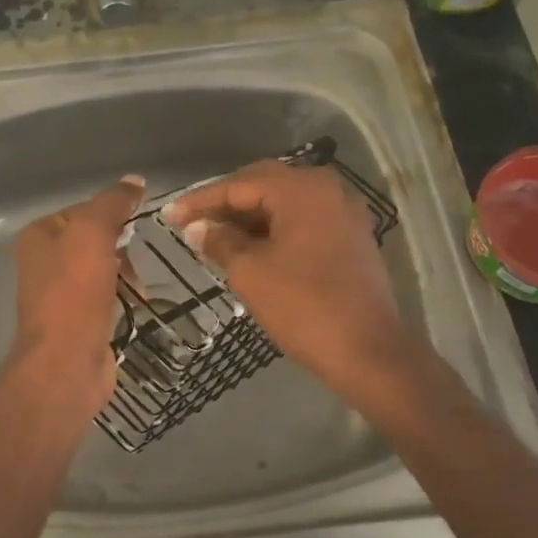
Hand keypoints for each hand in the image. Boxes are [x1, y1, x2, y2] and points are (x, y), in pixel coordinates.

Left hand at [11, 176, 145, 415]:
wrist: (67, 362)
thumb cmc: (75, 292)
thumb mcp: (93, 233)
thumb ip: (112, 203)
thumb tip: (135, 180)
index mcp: (39, 236)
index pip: (83, 209)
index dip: (112, 212)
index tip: (139, 223)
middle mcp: (44, 262)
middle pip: (94, 239)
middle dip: (121, 246)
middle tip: (140, 258)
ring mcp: (60, 294)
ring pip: (103, 269)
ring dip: (126, 274)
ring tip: (142, 286)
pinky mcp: (78, 321)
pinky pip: (108, 297)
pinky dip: (124, 297)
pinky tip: (139, 303)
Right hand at [163, 161, 415, 403]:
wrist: (368, 351)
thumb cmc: (304, 307)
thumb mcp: (251, 273)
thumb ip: (220, 241)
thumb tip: (198, 228)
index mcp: (302, 189)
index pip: (239, 185)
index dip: (201, 201)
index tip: (169, 216)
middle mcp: (327, 189)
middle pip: (264, 186)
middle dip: (225, 205)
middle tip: (190, 224)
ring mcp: (343, 213)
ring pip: (284, 204)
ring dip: (248, 218)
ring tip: (214, 238)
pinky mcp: (350, 238)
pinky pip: (303, 221)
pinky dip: (273, 230)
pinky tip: (249, 248)